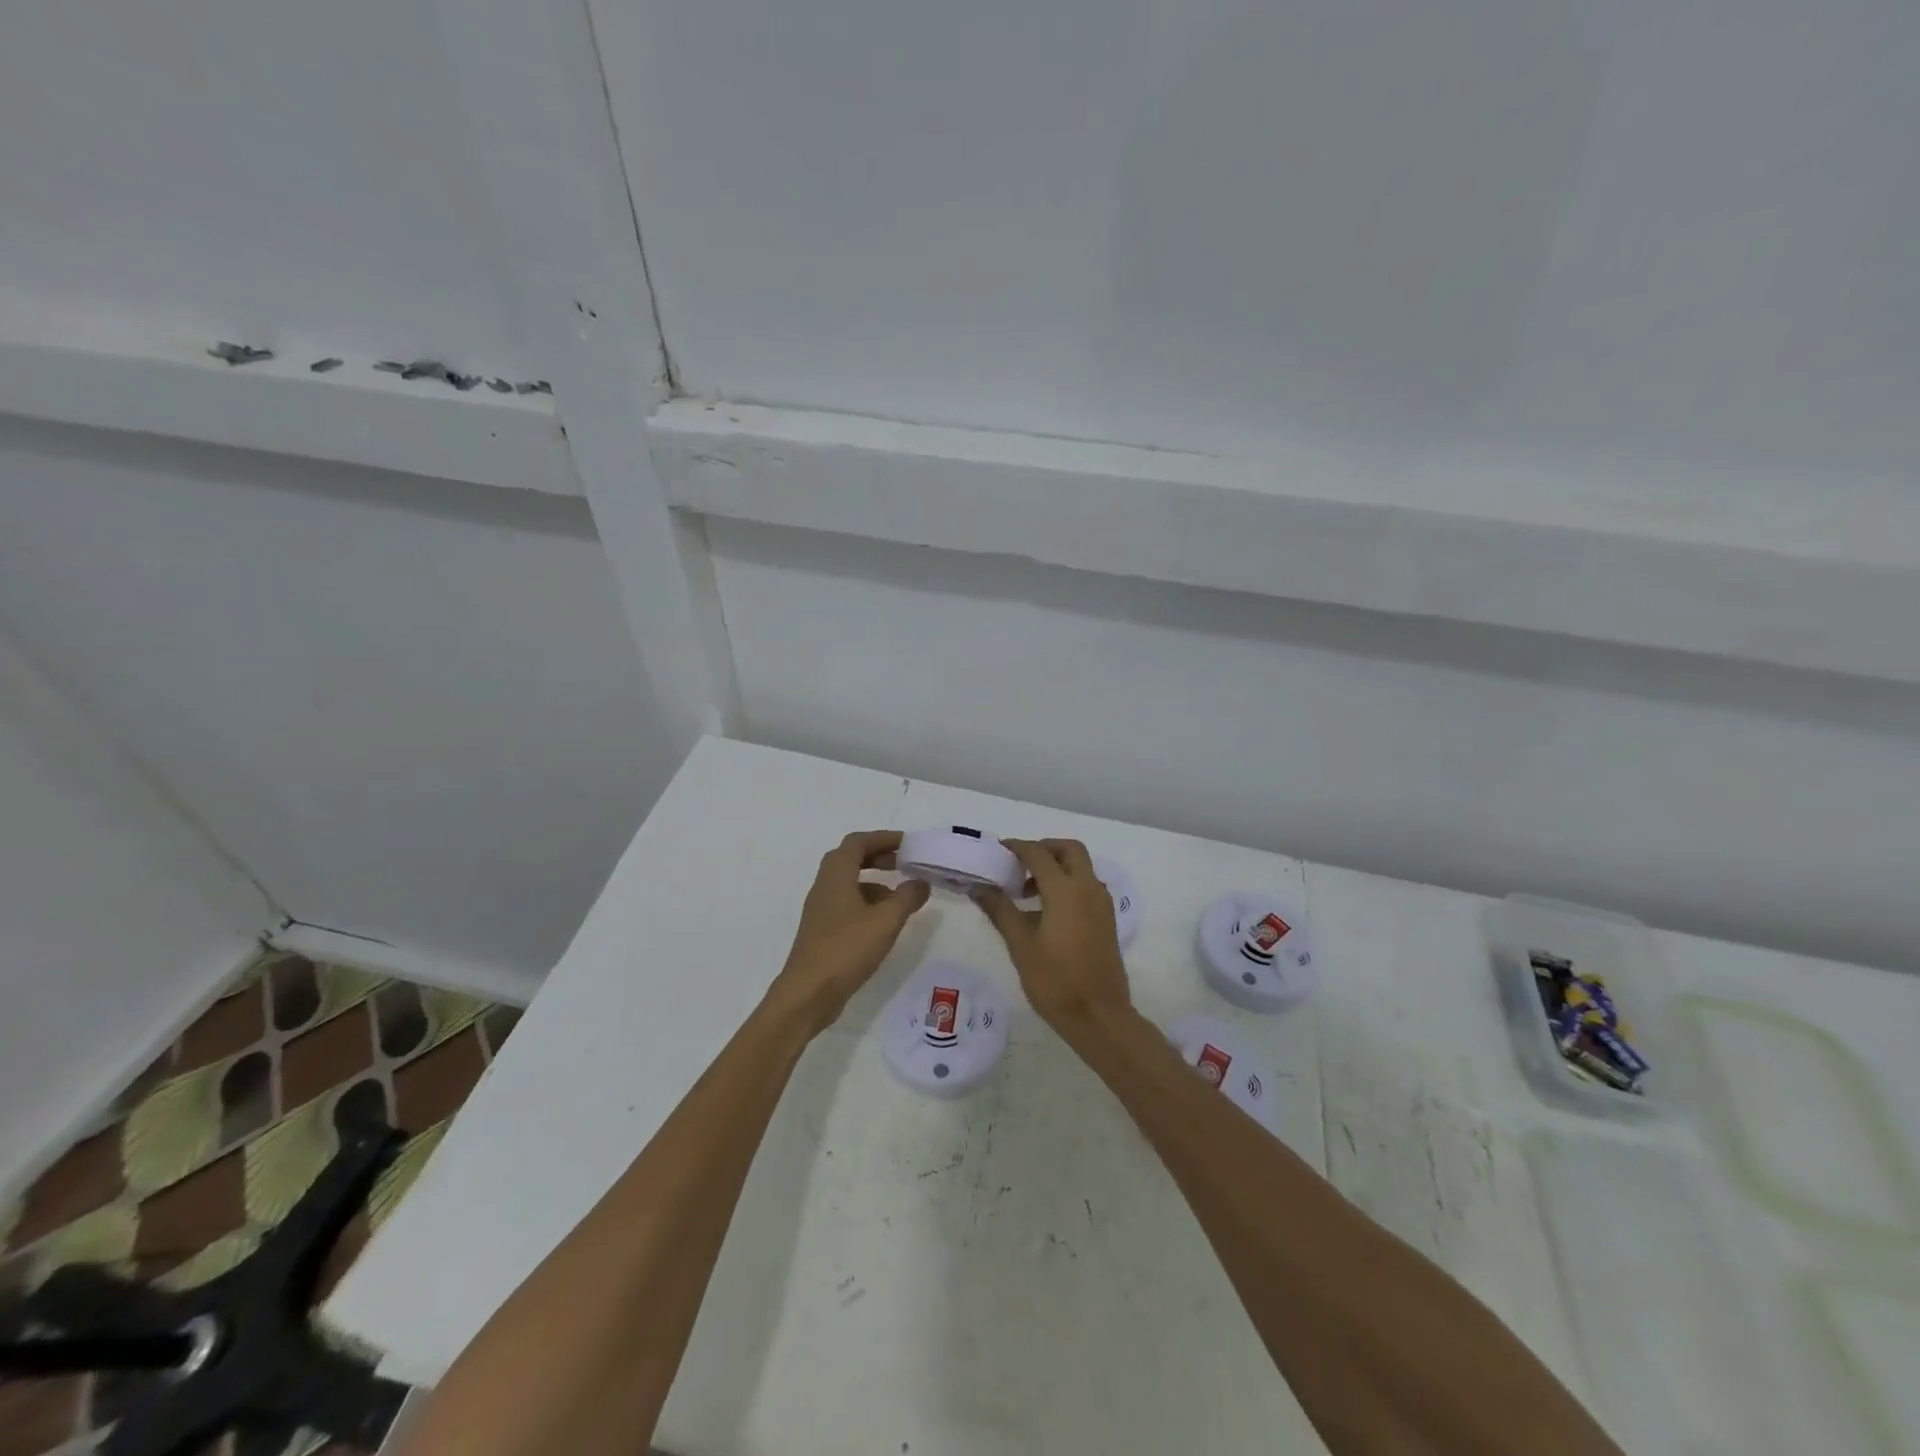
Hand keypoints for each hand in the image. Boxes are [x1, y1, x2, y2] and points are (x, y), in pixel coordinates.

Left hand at [768, 830, 931, 1034]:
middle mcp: (824, 886)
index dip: (883, 838)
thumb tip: (921, 882)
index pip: (858, 842)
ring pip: (849, 883)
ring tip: (901, 896)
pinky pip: (847, 904)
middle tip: (905, 863)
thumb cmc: (846, 949)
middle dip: (878, 856)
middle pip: (850, 859)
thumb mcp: (886, 921)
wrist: (808, 993)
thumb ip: (907, 897)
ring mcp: (821, 910)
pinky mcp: (823, 931)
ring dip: (875, 882)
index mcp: (836, 876)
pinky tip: (884, 922)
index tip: (907, 843)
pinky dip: (867, 903)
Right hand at [973, 838, 1131, 1040]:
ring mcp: (1102, 903)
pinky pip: (1088, 886)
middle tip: (1019, 864)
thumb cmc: (1055, 981)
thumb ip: (1000, 910)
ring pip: (1082, 867)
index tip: (997, 851)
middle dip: (1044, 849)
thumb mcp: (1020, 945)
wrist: (1099, 1016)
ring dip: (1057, 866)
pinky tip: (1048, 911)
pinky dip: (1069, 883)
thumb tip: (978, 886)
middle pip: (1069, 850)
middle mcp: (1088, 888)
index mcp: (1066, 891)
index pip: (1038, 854)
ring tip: (1028, 891)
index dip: (1017, 848)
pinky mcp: (1107, 919)